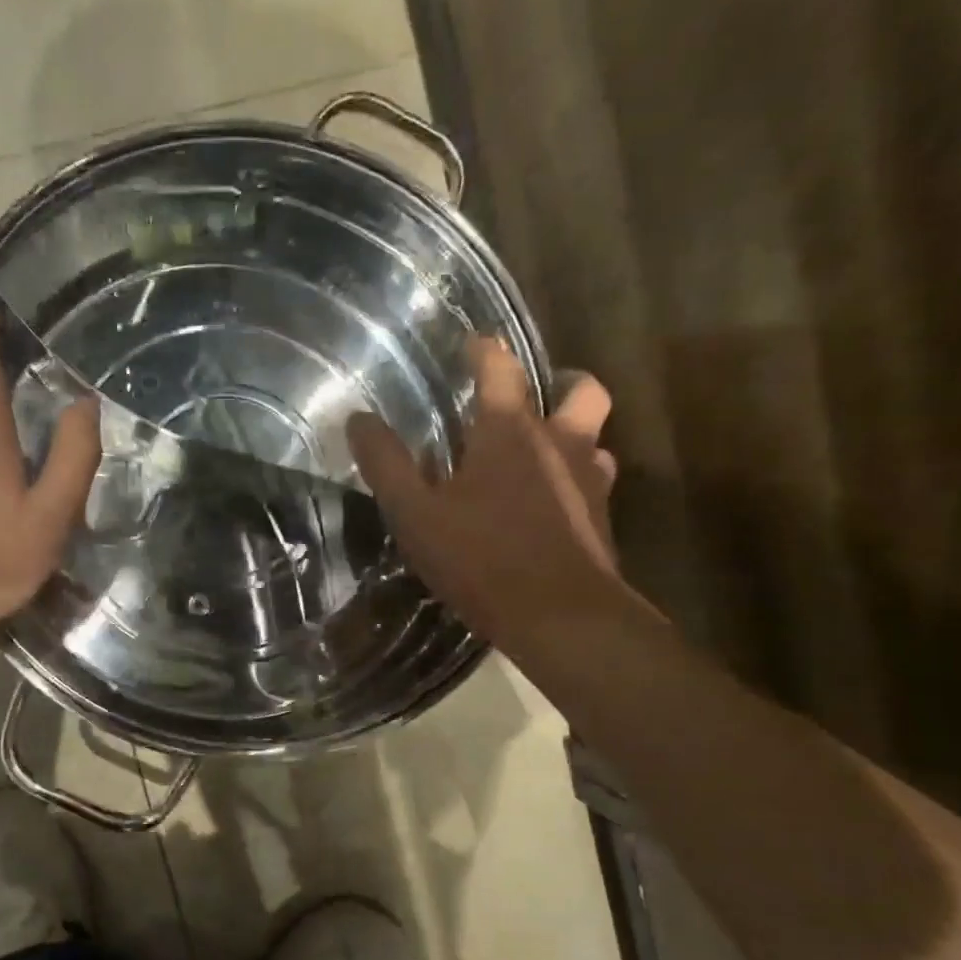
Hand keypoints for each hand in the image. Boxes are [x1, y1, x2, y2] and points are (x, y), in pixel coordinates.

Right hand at [348, 337, 622, 649]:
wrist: (559, 616)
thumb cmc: (481, 558)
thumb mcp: (416, 514)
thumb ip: (386, 464)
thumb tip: (358, 419)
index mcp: (509, 432)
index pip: (500, 369)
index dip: (484, 350)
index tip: (472, 343)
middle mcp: (559, 443)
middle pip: (581, 390)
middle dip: (561, 382)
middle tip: (534, 397)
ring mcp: (589, 481)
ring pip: (595, 439)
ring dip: (573, 436)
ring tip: (544, 454)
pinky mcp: (602, 520)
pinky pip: (595, 484)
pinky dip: (576, 482)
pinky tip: (553, 506)